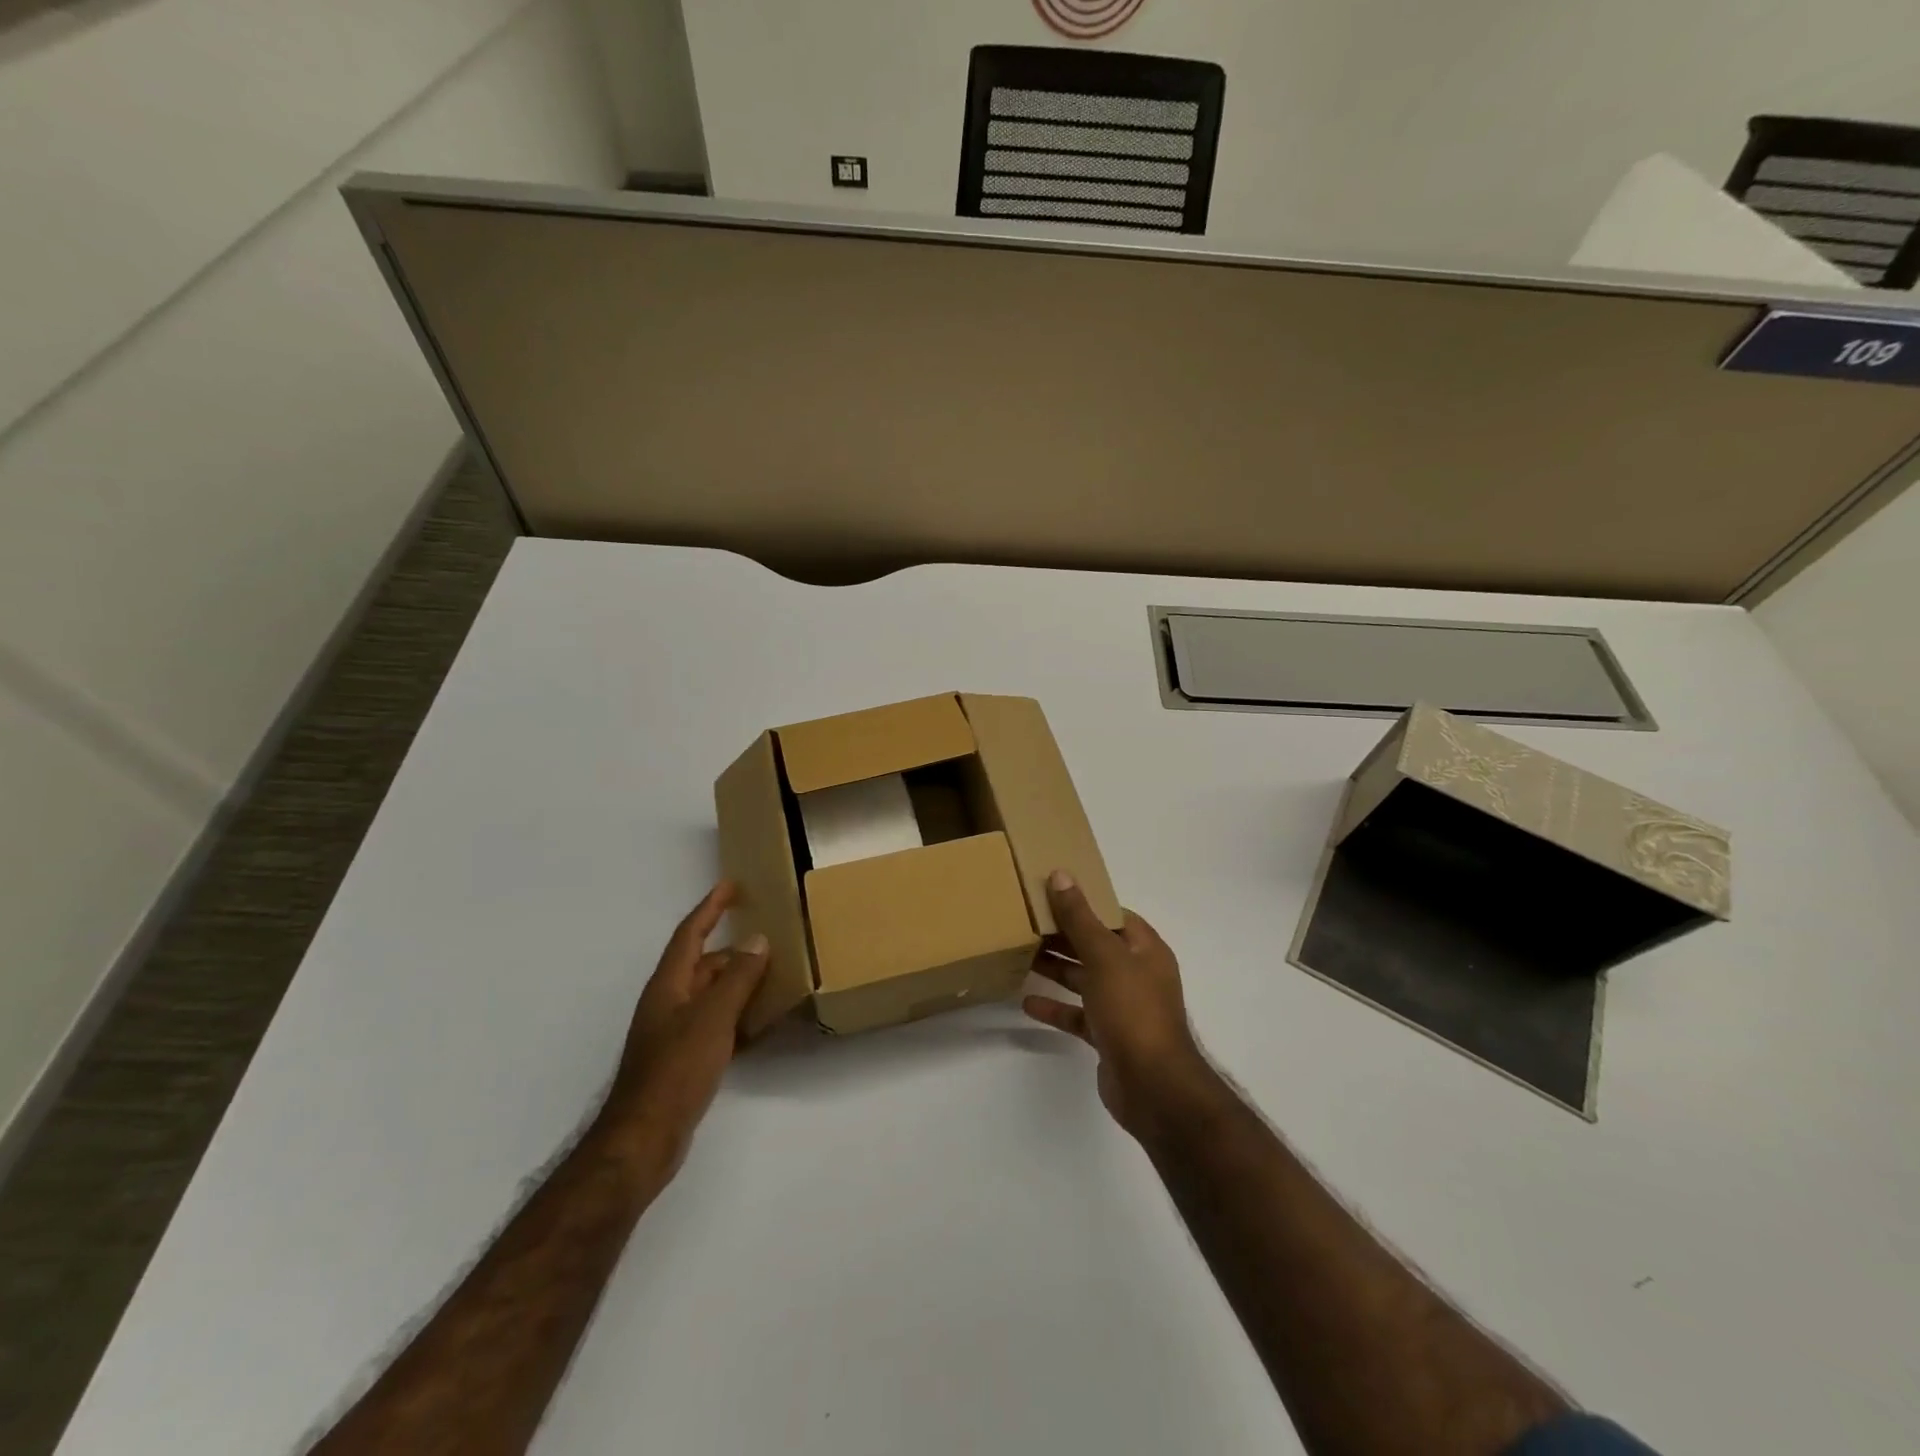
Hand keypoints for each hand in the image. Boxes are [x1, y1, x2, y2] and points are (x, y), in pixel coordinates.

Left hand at [596, 881, 768, 1175]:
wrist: (645, 1137)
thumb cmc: (676, 1069)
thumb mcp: (712, 1017)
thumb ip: (738, 978)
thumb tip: (757, 940)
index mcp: (669, 984)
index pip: (690, 933)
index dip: (710, 907)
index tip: (730, 885)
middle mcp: (669, 1002)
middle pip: (704, 964)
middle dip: (735, 950)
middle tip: (772, 940)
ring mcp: (675, 1032)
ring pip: (713, 995)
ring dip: (740, 983)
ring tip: (776, 976)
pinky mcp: (685, 1059)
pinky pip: (717, 1024)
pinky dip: (739, 1016)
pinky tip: (762, 1024)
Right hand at [1024, 870, 1218, 1140]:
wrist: (1154, 1087)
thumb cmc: (1133, 1011)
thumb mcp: (1104, 956)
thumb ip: (1080, 918)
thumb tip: (1060, 875)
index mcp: (1145, 949)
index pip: (1113, 914)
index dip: (1084, 901)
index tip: (1049, 891)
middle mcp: (1136, 974)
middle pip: (1095, 945)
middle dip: (1063, 934)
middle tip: (1025, 920)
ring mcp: (1123, 1007)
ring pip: (1085, 978)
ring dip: (1056, 968)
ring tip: (1020, 953)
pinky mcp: (1109, 1035)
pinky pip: (1078, 1014)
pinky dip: (1055, 1007)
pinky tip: (1027, 1003)